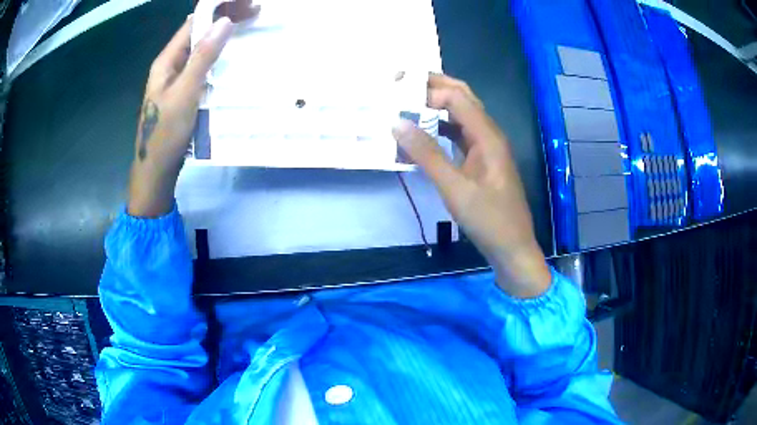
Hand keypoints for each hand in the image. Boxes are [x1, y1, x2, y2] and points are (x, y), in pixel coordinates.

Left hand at [128, 7, 255, 216]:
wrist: (156, 172)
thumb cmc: (166, 133)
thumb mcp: (184, 93)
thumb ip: (203, 57)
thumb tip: (224, 22)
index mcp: (166, 61)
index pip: (193, 23)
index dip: (217, 9)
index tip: (246, 5)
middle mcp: (172, 66)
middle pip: (199, 34)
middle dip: (224, 21)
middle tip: (255, 15)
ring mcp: (178, 81)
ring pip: (202, 51)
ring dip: (224, 40)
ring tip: (250, 32)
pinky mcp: (186, 94)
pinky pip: (204, 69)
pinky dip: (220, 61)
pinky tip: (235, 61)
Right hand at [392, 74, 550, 297]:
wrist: (513, 248)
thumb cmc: (489, 220)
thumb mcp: (455, 189)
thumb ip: (427, 155)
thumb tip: (397, 123)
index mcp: (488, 136)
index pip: (457, 97)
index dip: (429, 93)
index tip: (399, 100)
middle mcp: (489, 134)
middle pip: (463, 97)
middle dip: (435, 85)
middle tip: (402, 81)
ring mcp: (486, 148)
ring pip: (462, 114)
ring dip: (437, 105)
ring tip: (408, 101)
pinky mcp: (481, 161)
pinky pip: (460, 134)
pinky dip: (441, 128)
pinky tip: (423, 134)